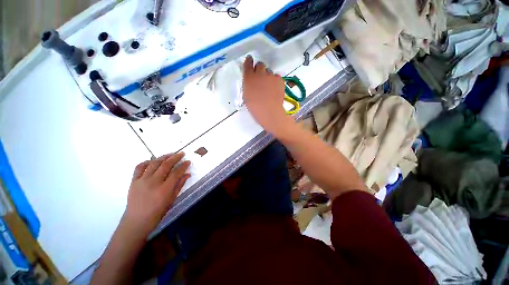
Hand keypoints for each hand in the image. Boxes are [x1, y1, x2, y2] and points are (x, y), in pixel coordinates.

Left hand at [123, 153, 190, 233]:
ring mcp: (142, 180)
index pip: (176, 173)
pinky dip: (147, 162)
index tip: (188, 161)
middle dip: (175, 157)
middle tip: (181, 154)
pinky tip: (153, 161)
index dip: (183, 166)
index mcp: (164, 189)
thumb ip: (179, 185)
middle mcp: (153, 182)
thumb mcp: (172, 200)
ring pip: (154, 163)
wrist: (136, 221)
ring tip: (170, 154)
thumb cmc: (157, 213)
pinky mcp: (134, 181)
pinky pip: (139, 167)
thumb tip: (187, 174)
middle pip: (166, 165)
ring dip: (163, 157)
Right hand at [243, 56, 292, 133]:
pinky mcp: (279, 79)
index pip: (248, 63)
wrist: (269, 112)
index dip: (249, 61)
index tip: (249, 61)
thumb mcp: (246, 96)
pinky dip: (275, 81)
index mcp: (249, 78)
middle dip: (260, 69)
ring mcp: (270, 76)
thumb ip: (248, 85)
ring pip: (269, 71)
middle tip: (261, 78)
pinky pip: (276, 77)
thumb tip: (251, 80)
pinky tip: (275, 89)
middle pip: (260, 65)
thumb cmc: (255, 107)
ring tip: (269, 87)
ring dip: (268, 76)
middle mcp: (259, 73)